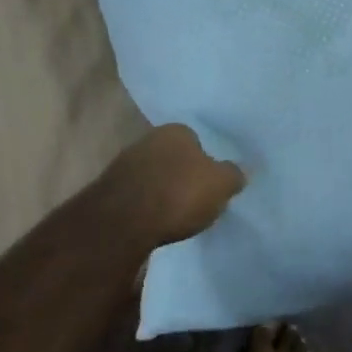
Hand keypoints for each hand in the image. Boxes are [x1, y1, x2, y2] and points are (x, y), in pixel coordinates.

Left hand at [102, 124, 246, 246]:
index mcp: (177, 130)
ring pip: (153, 174)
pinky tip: (153, 221)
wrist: (124, 221)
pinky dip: (145, 204)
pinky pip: (137, 193)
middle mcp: (149, 138)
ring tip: (174, 214)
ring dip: (162, 189)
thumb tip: (242, 171)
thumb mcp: (220, 185)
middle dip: (182, 173)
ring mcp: (126, 162)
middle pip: (173, 156)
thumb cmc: (179, 194)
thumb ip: (233, 175)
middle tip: (194, 197)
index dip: (205, 161)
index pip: (196, 140)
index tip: (210, 182)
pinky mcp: (110, 188)